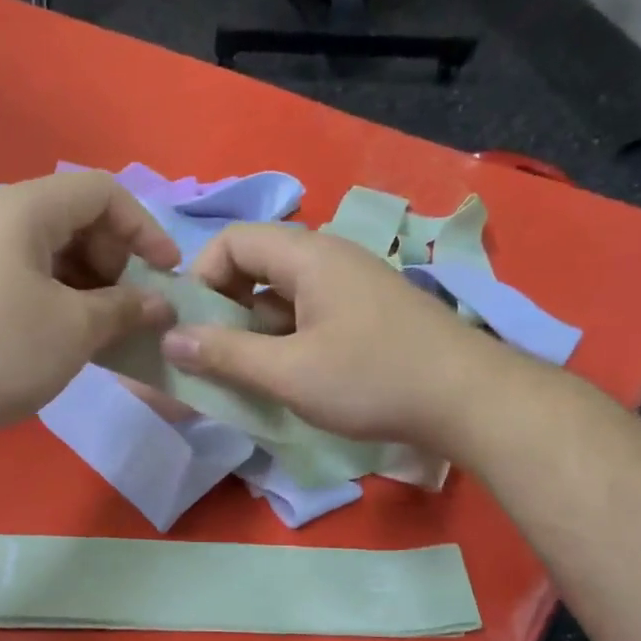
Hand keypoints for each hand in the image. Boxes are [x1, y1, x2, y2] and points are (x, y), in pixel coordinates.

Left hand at [0, 172, 178, 441]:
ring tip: (103, 330)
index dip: (144, 228)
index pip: (101, 191)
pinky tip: (63, 337)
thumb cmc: (0, 352)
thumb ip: (126, 307)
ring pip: (46, 251)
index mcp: (22, 208)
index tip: (167, 273)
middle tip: (130, 308)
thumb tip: (159, 304)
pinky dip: (54, 297)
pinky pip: (20, 275)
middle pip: (73, 218)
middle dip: (114, 260)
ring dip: (87, 284)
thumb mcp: (76, 329)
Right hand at [160, 223, 482, 446]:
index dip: (202, 279)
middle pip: (256, 266)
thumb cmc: (373, 379)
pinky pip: (309, 313)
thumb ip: (225, 355)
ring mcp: (352, 285)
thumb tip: (171, 340)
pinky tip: (292, 378)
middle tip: (218, 358)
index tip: (195, 328)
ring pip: (282, 295)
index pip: (232, 240)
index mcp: (308, 255)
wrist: (469, 400)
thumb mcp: (288, 373)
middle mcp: (329, 258)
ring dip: (256, 331)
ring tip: (252, 376)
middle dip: (226, 310)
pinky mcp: (368, 312)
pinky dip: (287, 339)